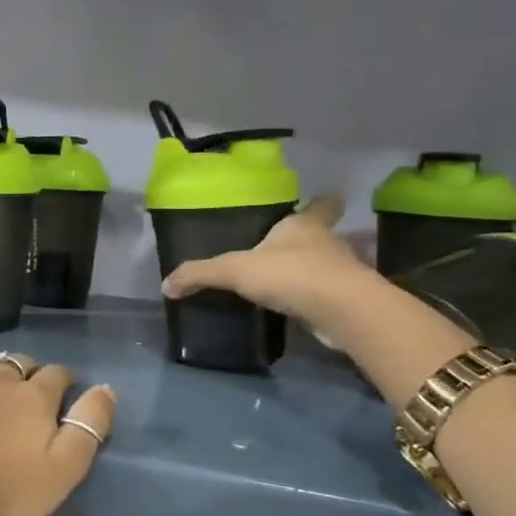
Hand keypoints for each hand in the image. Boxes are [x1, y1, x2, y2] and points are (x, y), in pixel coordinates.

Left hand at [0, 356, 115, 515]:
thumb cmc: (4, 495)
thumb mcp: (63, 471)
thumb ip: (88, 427)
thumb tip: (105, 388)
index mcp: (32, 397)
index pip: (57, 374)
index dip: (65, 382)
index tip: (65, 396)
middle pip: (19, 363)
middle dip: (29, 374)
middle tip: (29, 397)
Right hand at [160, 194, 368, 325]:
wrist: (343, 312)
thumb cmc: (291, 274)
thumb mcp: (234, 270)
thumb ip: (200, 274)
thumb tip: (165, 285)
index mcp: (305, 225)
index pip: (323, 204)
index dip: (320, 203)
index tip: (316, 203)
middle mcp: (329, 243)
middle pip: (324, 235)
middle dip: (308, 242)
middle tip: (284, 252)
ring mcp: (344, 273)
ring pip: (328, 266)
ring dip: (312, 274)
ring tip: (285, 285)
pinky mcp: (349, 303)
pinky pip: (329, 297)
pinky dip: (316, 302)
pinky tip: (296, 311)